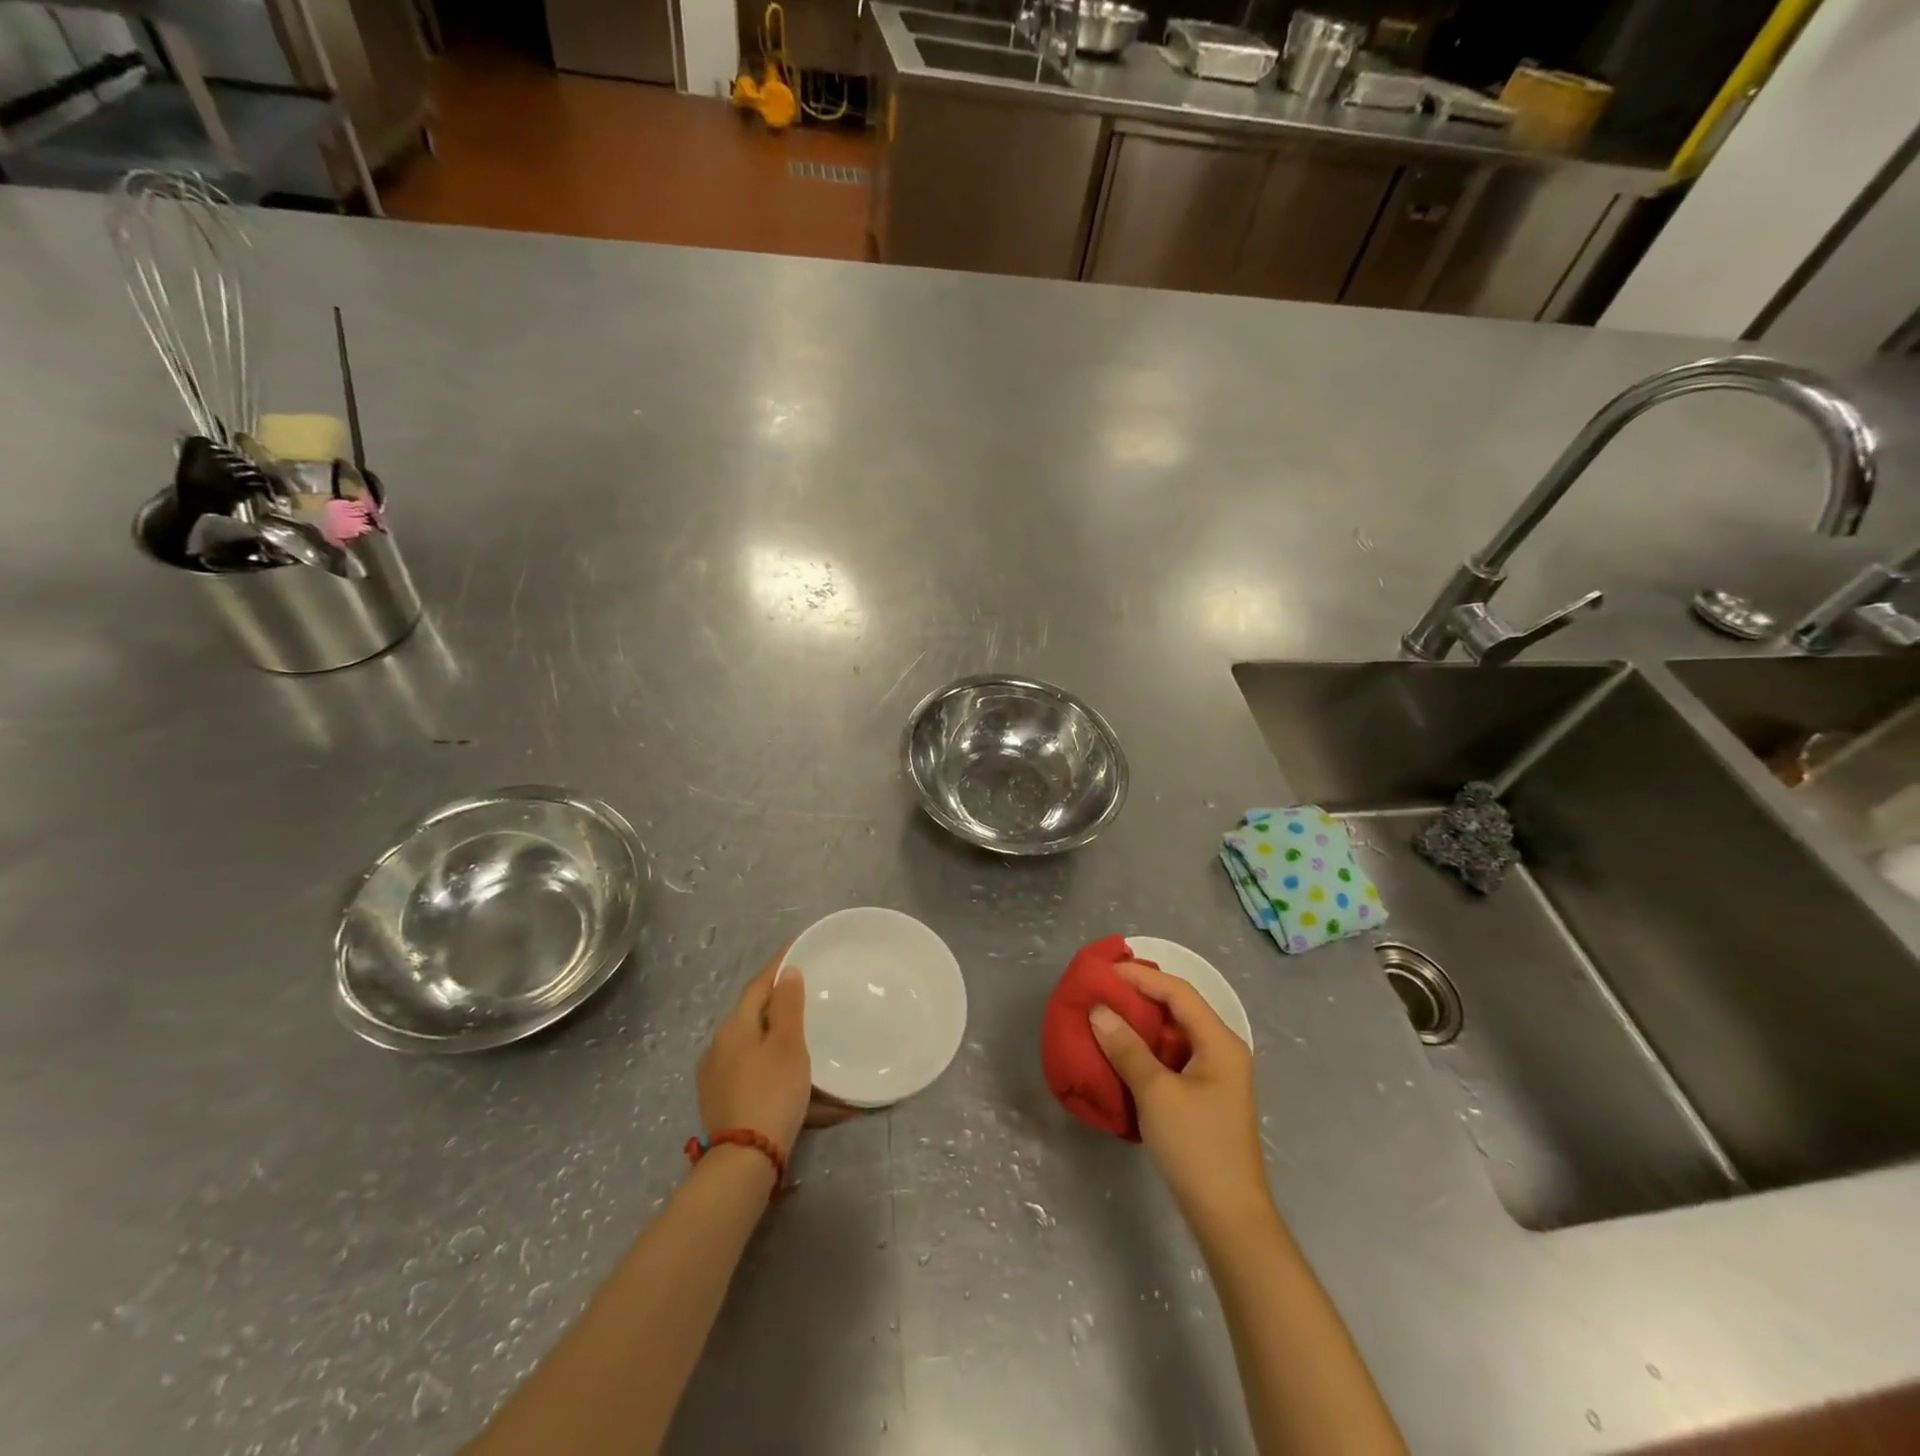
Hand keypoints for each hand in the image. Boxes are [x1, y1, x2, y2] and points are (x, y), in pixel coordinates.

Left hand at [697, 953, 861, 1160]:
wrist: (744, 1160)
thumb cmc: (771, 1092)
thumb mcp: (788, 1045)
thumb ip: (788, 1005)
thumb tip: (787, 972)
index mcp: (734, 1026)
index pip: (758, 985)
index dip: (778, 965)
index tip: (798, 948)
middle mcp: (718, 1046)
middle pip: (753, 1014)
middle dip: (778, 1002)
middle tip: (806, 993)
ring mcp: (715, 1077)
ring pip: (752, 1044)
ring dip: (776, 1036)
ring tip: (802, 1036)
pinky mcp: (720, 1102)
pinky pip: (751, 1070)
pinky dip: (772, 1064)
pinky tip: (790, 1076)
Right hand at [1089, 958, 1271, 1227]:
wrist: (1228, 1217)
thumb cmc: (1196, 1147)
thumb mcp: (1156, 1093)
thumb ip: (1126, 1048)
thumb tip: (1098, 1010)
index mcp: (1220, 1041)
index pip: (1178, 992)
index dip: (1141, 977)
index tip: (1105, 972)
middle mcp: (1222, 1050)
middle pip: (1179, 1008)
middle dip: (1141, 996)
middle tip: (1102, 989)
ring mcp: (1216, 1075)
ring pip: (1175, 1034)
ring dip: (1142, 1023)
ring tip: (1106, 1015)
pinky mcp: (1205, 1097)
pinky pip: (1174, 1057)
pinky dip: (1148, 1048)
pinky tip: (1123, 1053)